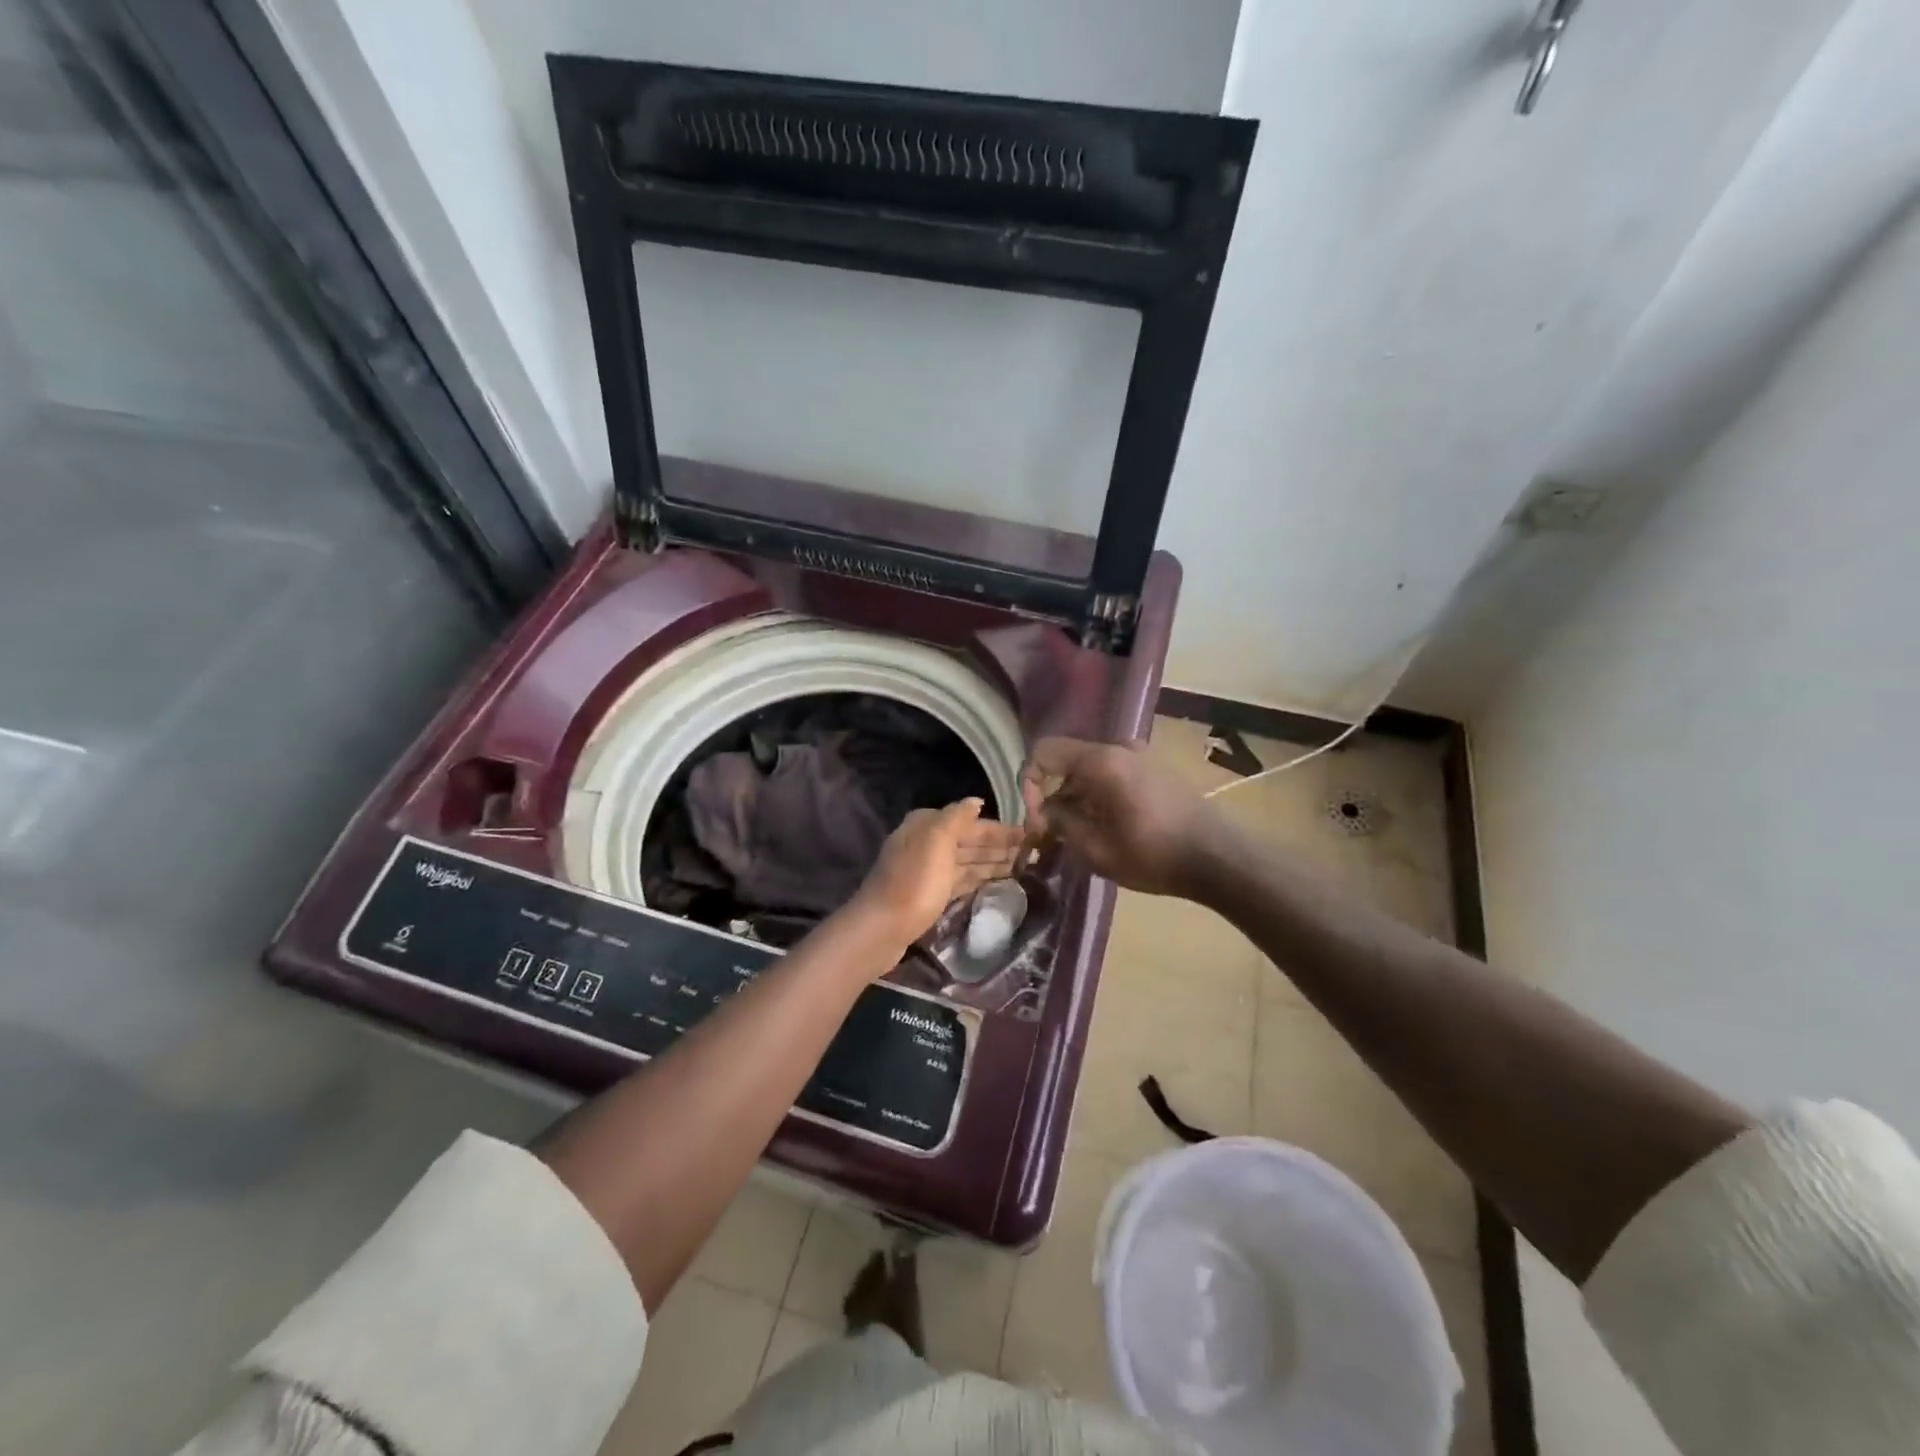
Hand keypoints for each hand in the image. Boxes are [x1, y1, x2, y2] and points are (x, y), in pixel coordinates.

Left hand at [848, 799, 1025, 948]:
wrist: (882, 927)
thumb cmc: (914, 881)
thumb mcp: (936, 841)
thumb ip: (957, 817)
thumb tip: (976, 801)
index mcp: (927, 825)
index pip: (971, 822)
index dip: (999, 829)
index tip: (1030, 835)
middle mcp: (926, 842)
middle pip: (970, 841)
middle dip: (999, 845)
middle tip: (1033, 853)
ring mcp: (928, 869)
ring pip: (967, 861)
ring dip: (993, 861)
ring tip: (1023, 866)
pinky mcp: (930, 894)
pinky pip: (961, 879)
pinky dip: (979, 878)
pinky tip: (998, 881)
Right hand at [1020, 738, 1225, 897]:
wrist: (1219, 858)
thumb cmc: (1154, 855)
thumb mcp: (1096, 849)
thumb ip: (1060, 823)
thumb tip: (1045, 811)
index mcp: (1101, 760)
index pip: (1043, 751)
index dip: (1028, 783)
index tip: (1036, 819)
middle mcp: (1119, 747)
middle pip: (1067, 761)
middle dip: (1052, 795)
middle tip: (1053, 834)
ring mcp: (1140, 755)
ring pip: (1089, 769)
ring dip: (1076, 798)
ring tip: (1078, 836)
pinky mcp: (1154, 768)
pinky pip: (1111, 773)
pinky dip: (1097, 795)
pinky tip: (1105, 827)